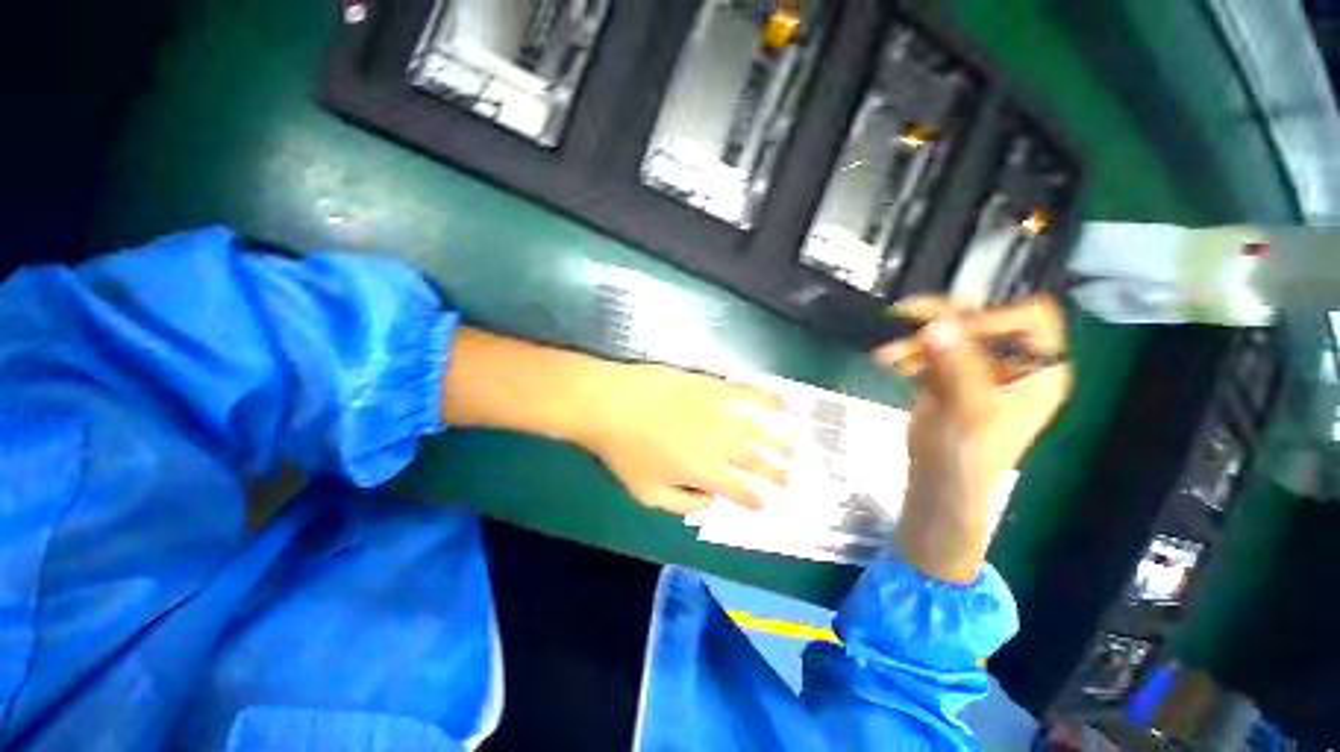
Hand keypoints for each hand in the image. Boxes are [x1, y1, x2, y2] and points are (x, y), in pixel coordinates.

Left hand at [582, 364, 793, 514]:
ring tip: (799, 450)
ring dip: (784, 442)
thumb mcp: (648, 494)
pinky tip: (785, 403)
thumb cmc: (626, 451)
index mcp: (708, 472)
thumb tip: (711, 504)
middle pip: (760, 462)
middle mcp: (724, 444)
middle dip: (778, 473)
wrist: (612, 402)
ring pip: (763, 430)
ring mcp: (722, 412)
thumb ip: (684, 504)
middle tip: (791, 478)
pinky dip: (771, 399)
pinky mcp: (716, 387)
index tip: (765, 504)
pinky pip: (750, 393)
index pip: (743, 492)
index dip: (757, 501)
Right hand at [874, 296, 1071, 582]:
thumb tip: (936, 324)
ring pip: (948, 333)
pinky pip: (927, 349)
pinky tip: (887, 361)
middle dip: (941, 319)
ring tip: (885, 353)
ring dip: (914, 338)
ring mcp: (975, 367)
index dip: (995, 315)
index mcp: (1037, 370)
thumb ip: (958, 365)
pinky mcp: (946, 374)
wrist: (938, 481)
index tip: (950, 327)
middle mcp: (1010, 362)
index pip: (1030, 320)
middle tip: (904, 315)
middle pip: (982, 320)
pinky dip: (906, 351)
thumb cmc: (968, 455)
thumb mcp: (970, 410)